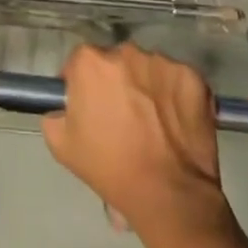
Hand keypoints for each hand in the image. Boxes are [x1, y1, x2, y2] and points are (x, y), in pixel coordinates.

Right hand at [43, 43, 230, 241]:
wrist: (168, 195)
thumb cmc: (110, 169)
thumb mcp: (62, 146)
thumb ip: (55, 114)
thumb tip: (64, 107)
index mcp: (90, 62)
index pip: (80, 62)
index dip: (83, 84)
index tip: (90, 106)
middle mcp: (125, 51)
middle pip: (116, 62)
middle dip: (117, 82)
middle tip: (123, 116)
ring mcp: (162, 62)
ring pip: (148, 68)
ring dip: (146, 86)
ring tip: (153, 121)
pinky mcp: (192, 76)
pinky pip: (178, 79)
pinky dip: (176, 95)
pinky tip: (176, 122)